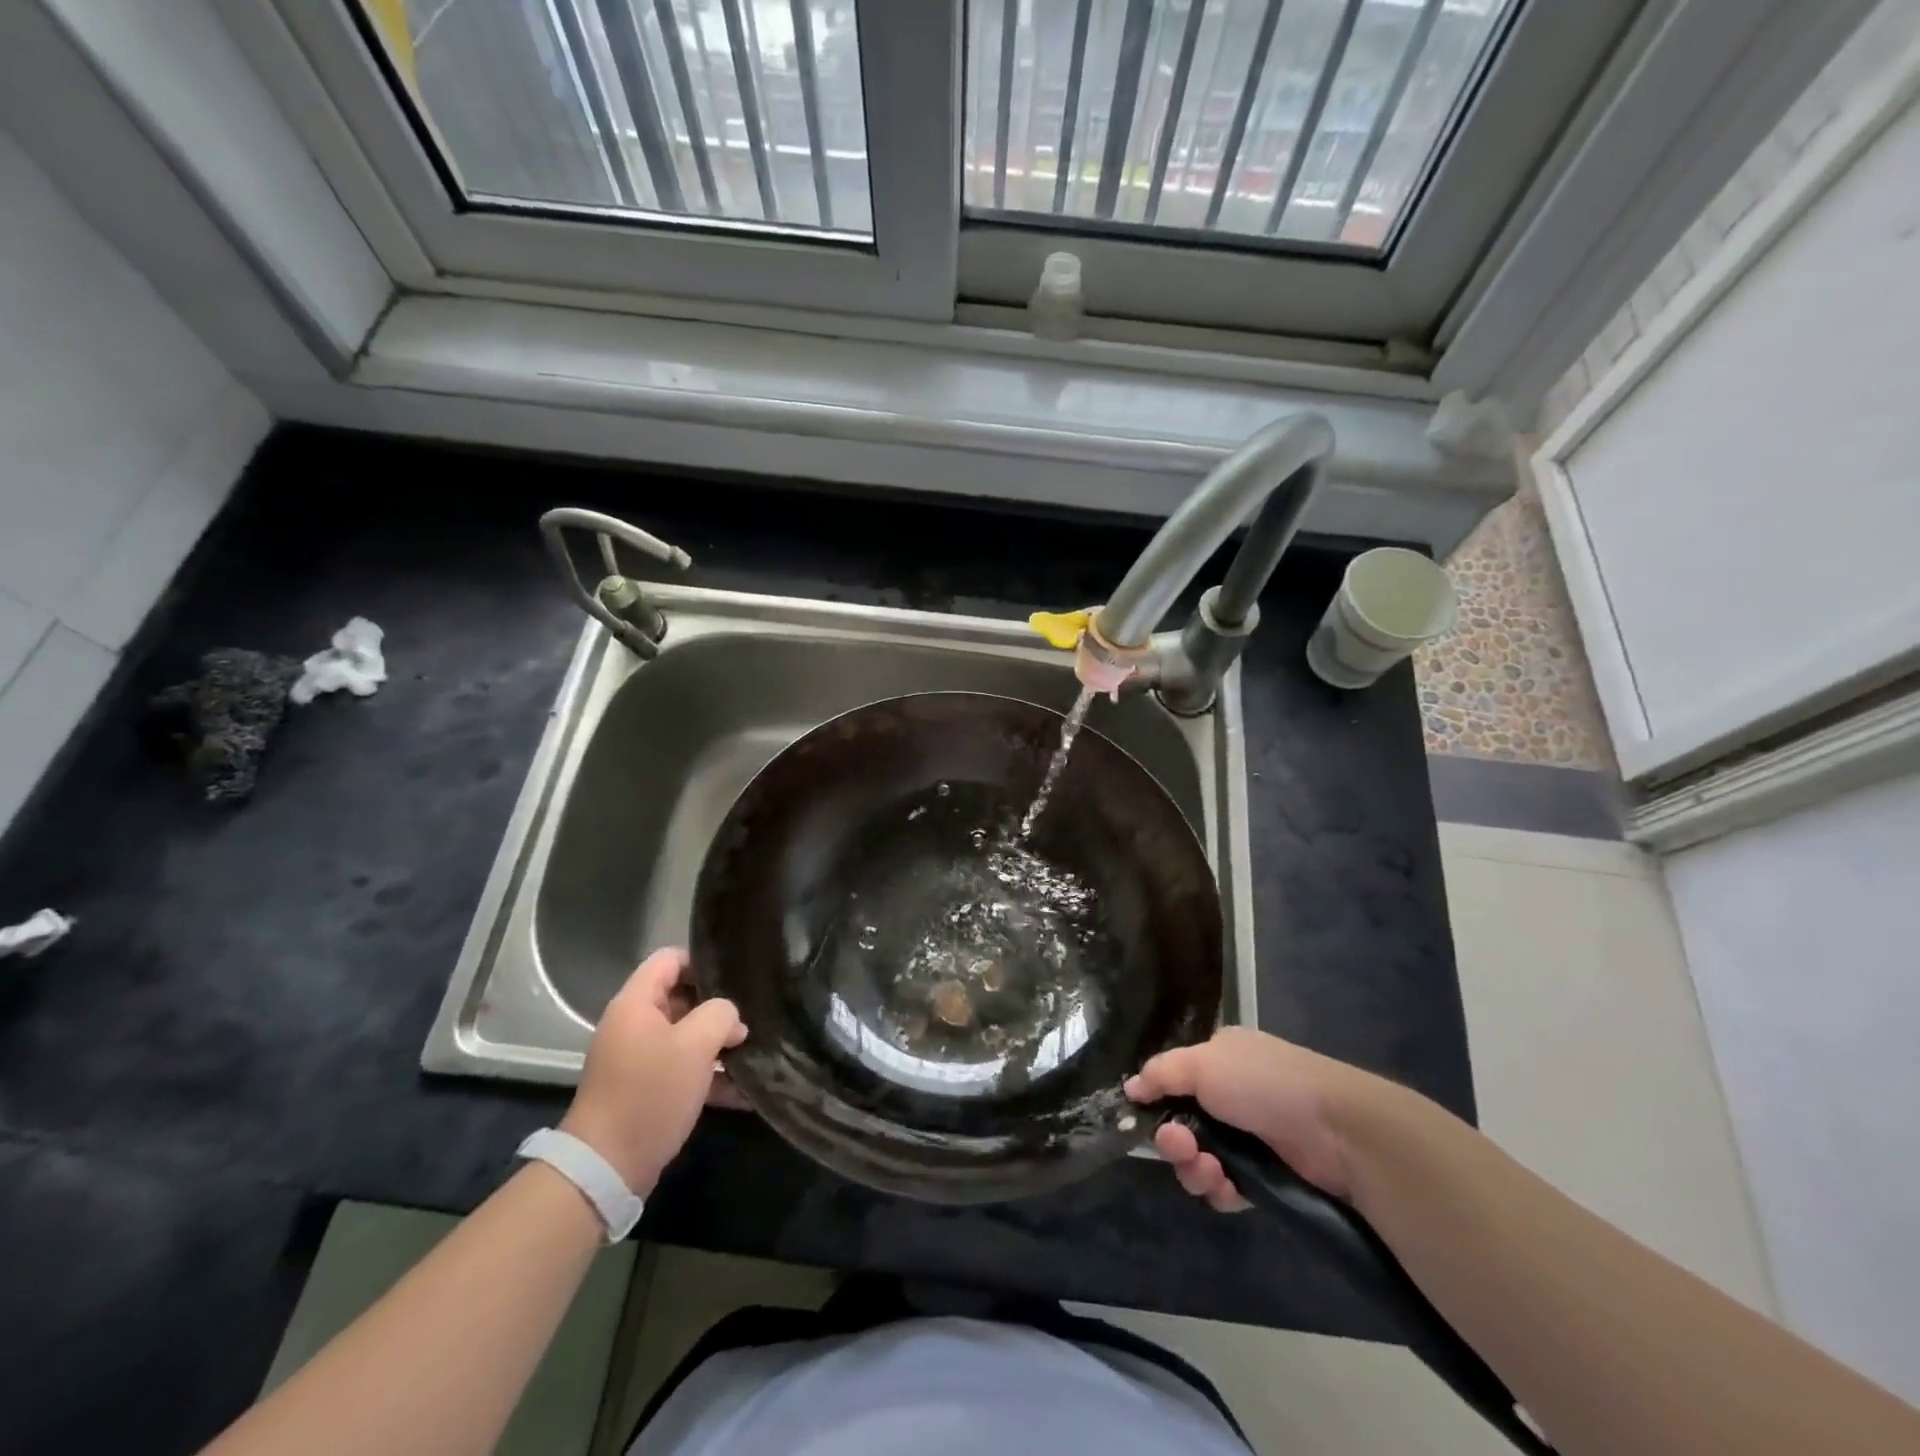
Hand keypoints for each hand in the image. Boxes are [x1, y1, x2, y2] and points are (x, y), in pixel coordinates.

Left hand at [560, 948, 744, 1194]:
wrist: (607, 1167)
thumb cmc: (651, 1093)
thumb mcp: (695, 1045)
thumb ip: (720, 1015)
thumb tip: (730, 1016)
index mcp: (636, 1003)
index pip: (670, 959)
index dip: (703, 963)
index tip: (734, 981)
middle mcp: (634, 1025)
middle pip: (681, 997)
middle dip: (717, 1009)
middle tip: (749, 1020)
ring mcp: (638, 1059)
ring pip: (686, 1036)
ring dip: (718, 1045)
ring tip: (753, 1053)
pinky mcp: (645, 1090)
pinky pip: (683, 1070)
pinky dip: (709, 1076)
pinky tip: (744, 1091)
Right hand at [1125, 1026, 1363, 1211]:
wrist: (1337, 1130)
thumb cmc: (1264, 1083)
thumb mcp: (1203, 1063)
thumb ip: (1161, 1073)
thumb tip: (1130, 1088)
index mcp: (1221, 1058)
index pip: (1175, 1079)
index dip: (1157, 1099)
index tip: (1141, 1115)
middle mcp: (1233, 1095)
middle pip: (1183, 1123)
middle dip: (1173, 1140)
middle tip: (1177, 1147)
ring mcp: (1250, 1138)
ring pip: (1200, 1159)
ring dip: (1193, 1167)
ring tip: (1207, 1169)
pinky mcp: (1266, 1177)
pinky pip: (1226, 1187)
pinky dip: (1219, 1189)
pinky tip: (1226, 1186)